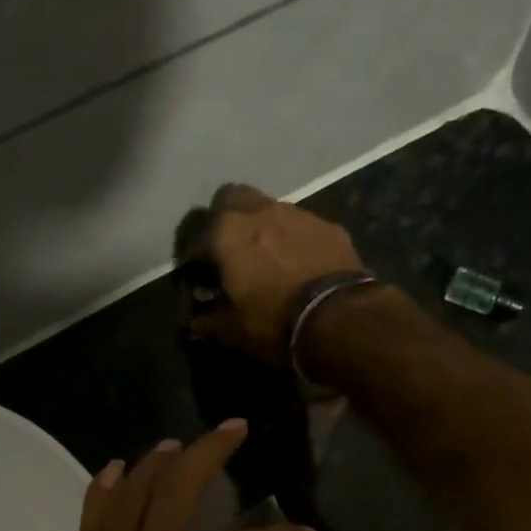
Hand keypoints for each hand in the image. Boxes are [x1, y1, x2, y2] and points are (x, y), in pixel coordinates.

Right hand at [189, 183, 368, 365]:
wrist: (341, 319)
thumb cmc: (275, 325)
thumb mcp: (234, 333)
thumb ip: (209, 323)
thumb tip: (195, 323)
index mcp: (227, 234)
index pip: (193, 231)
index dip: (189, 255)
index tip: (193, 276)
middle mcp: (259, 211)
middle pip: (230, 198)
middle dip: (223, 219)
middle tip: (225, 251)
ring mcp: (297, 213)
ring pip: (267, 207)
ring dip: (259, 227)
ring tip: (264, 259)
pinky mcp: (328, 226)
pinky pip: (300, 225)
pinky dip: (291, 239)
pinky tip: (296, 265)